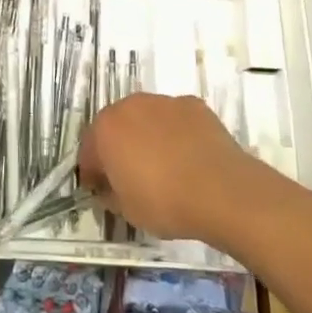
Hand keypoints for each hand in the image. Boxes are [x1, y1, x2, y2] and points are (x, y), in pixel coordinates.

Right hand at [78, 93, 258, 241]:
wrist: (222, 190)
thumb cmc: (165, 202)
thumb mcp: (127, 211)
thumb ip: (110, 194)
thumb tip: (109, 189)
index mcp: (106, 129)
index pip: (89, 150)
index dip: (93, 172)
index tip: (102, 190)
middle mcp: (131, 105)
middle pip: (117, 126)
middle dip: (119, 148)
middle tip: (131, 176)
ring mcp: (164, 101)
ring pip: (147, 118)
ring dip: (148, 136)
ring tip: (165, 166)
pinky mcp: (193, 105)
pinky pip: (176, 119)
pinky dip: (176, 133)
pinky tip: (189, 157)